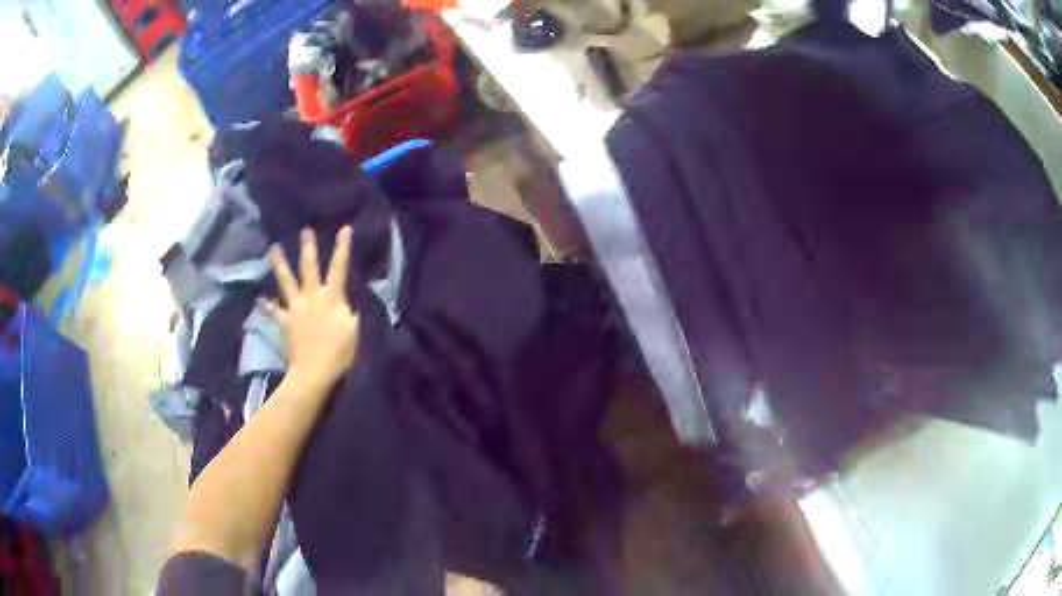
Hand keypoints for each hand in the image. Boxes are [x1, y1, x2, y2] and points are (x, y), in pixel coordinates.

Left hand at [264, 226, 358, 390]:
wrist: (314, 372)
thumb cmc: (339, 352)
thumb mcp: (355, 329)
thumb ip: (353, 310)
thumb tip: (353, 296)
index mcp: (332, 297)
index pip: (339, 267)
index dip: (343, 247)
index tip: (345, 228)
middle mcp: (312, 297)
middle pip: (309, 267)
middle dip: (308, 248)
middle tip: (305, 231)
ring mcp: (295, 308)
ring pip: (286, 282)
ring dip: (279, 264)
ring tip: (273, 249)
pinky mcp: (285, 322)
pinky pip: (273, 312)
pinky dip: (267, 306)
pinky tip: (260, 300)